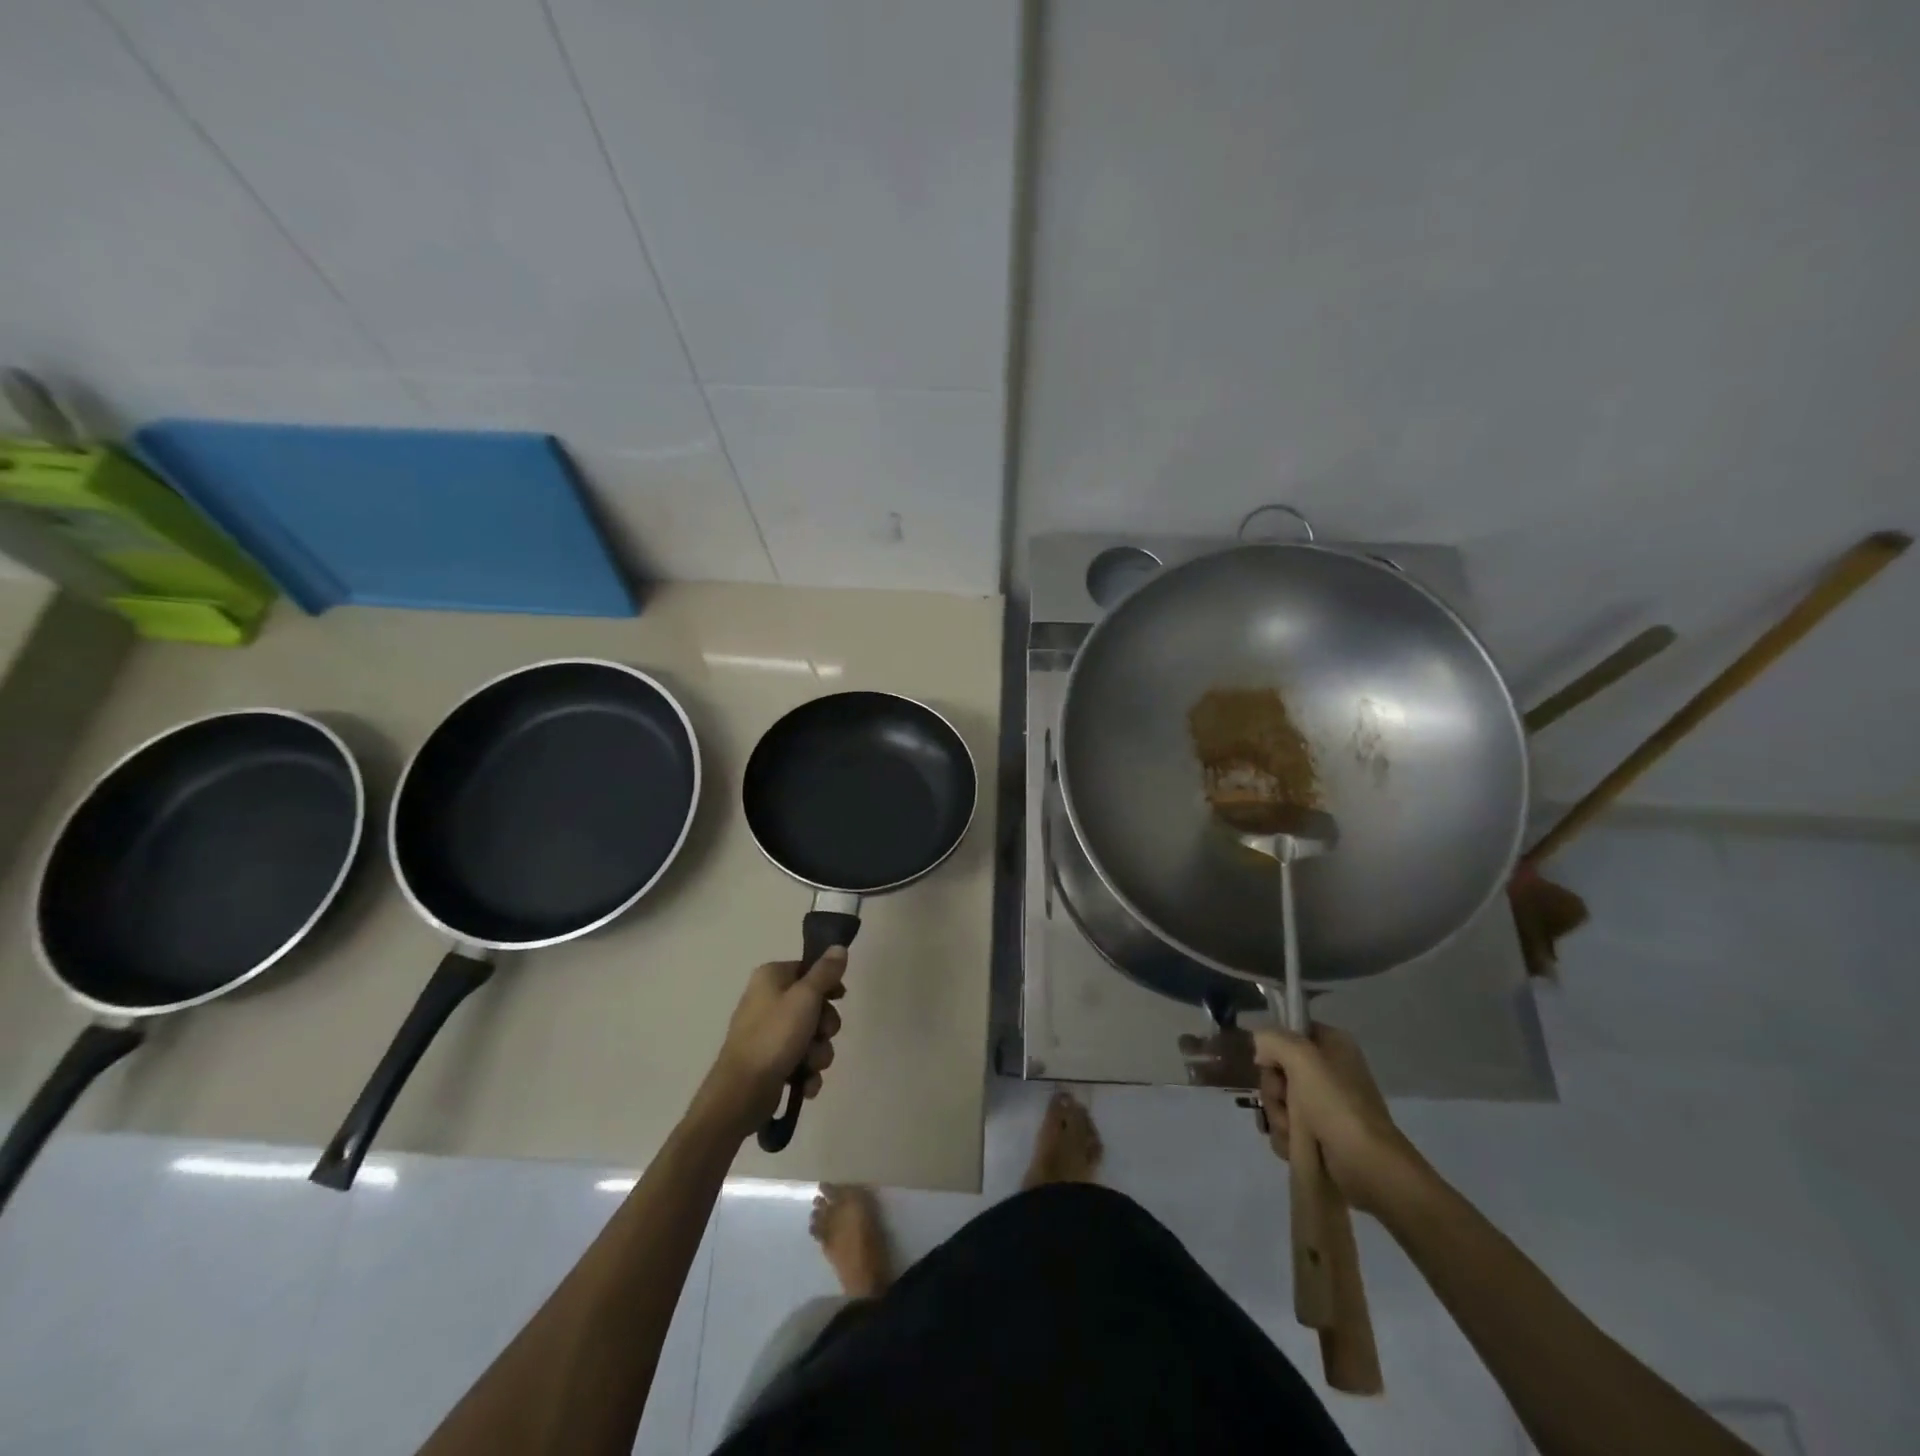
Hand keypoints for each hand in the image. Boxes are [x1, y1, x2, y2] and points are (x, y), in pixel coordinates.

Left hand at [698, 949, 847, 1138]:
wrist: (741, 1092)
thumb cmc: (774, 1035)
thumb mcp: (805, 997)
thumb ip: (825, 972)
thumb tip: (839, 947)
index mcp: (771, 977)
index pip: (809, 969)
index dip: (828, 984)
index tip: (840, 998)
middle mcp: (768, 1000)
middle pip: (814, 1005)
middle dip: (825, 1026)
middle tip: (822, 1035)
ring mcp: (768, 1033)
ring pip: (811, 1036)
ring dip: (818, 1053)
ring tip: (809, 1065)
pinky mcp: (770, 1062)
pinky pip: (801, 1060)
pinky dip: (806, 1072)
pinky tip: (804, 1083)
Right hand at [1253, 1024, 1421, 1215]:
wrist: (1367, 1167)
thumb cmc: (1335, 1105)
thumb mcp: (1301, 1057)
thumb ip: (1272, 1039)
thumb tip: (1261, 1050)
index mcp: (1332, 1045)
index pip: (1288, 1031)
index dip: (1274, 1048)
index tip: (1269, 1064)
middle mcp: (1328, 1070)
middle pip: (1277, 1069)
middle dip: (1273, 1090)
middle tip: (1284, 1100)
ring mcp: (1323, 1104)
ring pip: (1278, 1100)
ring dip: (1278, 1116)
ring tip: (1294, 1131)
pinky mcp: (1320, 1134)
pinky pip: (1286, 1126)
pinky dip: (1286, 1137)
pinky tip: (1295, 1146)